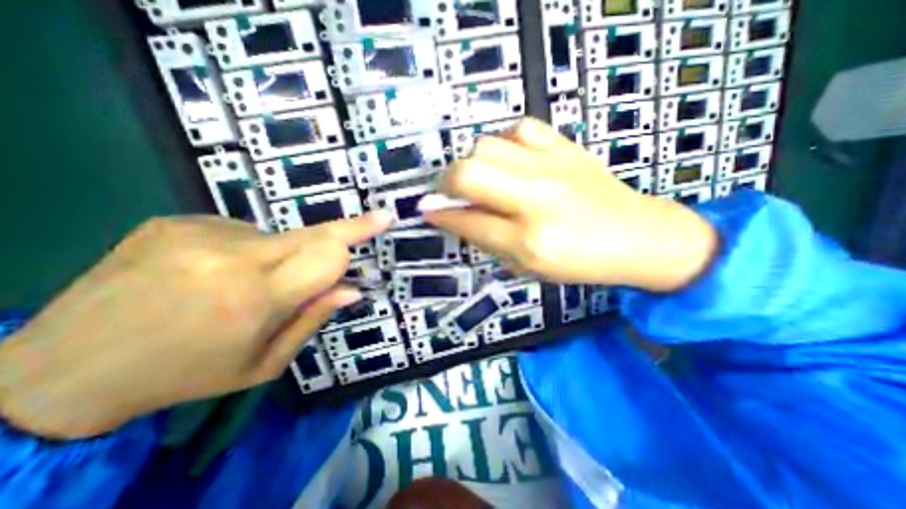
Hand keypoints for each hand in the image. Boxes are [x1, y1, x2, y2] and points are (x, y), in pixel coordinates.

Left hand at [0, 210, 391, 436]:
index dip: (359, 234)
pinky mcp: (176, 221)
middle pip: (312, 234)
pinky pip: (242, 232)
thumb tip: (352, 289)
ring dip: (282, 256)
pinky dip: (247, 251)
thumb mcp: (264, 363)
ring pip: (278, 236)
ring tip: (245, 284)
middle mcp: (231, 257)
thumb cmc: (186, 374)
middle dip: (346, 230)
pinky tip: (213, 273)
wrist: (61, 369)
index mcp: (254, 299)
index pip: (327, 255)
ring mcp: (199, 233)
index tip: (384, 218)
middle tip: (375, 219)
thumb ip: (313, 319)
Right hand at [422, 118, 715, 292]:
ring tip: (483, 179)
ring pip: (487, 145)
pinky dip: (505, 143)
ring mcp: (552, 166)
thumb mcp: (528, 265)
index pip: (468, 222)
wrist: (637, 235)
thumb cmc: (580, 262)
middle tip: (448, 192)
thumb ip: (487, 239)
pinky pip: (519, 129)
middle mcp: (537, 200)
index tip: (426, 210)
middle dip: (446, 182)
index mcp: (529, 241)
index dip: (441, 215)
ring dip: (473, 163)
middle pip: (469, 173)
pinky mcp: (565, 146)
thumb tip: (453, 216)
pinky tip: (510, 160)